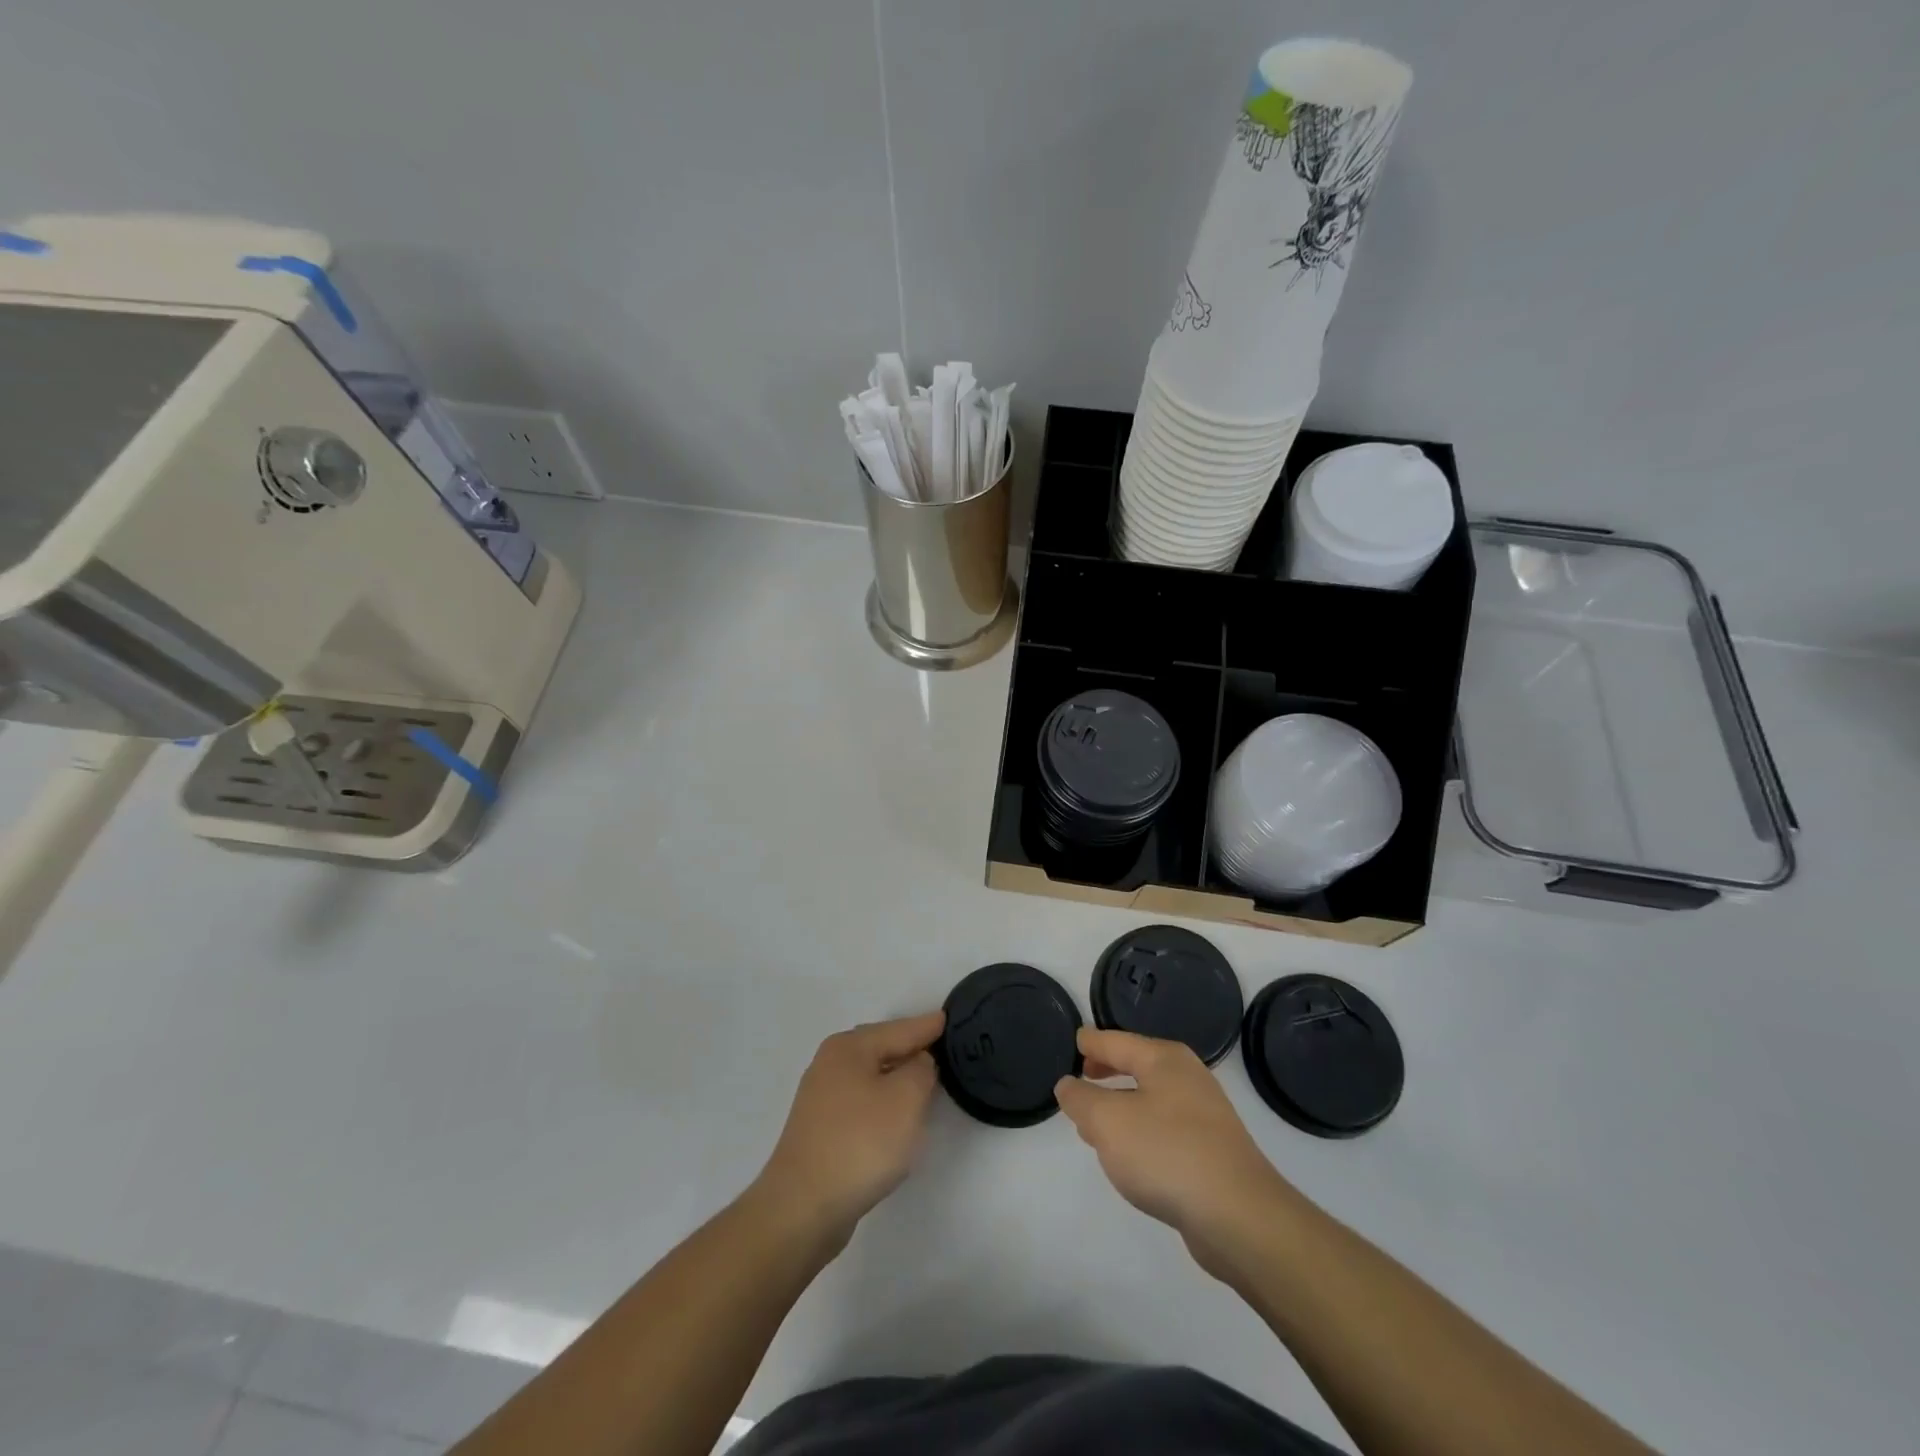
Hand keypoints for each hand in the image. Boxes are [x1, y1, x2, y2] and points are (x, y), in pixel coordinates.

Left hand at [752, 1011, 944, 1250]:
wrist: (802, 1208)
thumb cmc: (860, 1143)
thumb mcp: (906, 1099)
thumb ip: (921, 1070)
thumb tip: (918, 1063)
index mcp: (849, 1048)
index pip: (899, 1029)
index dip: (926, 1026)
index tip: (947, 1018)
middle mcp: (830, 1064)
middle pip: (881, 1048)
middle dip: (910, 1048)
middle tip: (940, 1048)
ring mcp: (821, 1098)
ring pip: (870, 1076)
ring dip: (896, 1078)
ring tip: (924, 1081)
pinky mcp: (819, 1130)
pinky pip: (861, 1102)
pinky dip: (882, 1103)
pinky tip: (894, 1117)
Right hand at [1055, 1028, 1298, 1278]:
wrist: (1239, 1216)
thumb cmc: (1166, 1153)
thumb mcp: (1108, 1122)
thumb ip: (1081, 1099)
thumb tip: (1068, 1085)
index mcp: (1164, 1059)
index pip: (1117, 1041)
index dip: (1092, 1042)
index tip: (1074, 1040)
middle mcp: (1188, 1078)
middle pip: (1138, 1065)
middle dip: (1108, 1070)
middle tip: (1082, 1075)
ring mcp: (1205, 1116)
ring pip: (1151, 1099)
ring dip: (1122, 1105)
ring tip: (1096, 1121)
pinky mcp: (1213, 1152)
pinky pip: (1165, 1129)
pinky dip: (1141, 1132)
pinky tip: (1130, 1156)